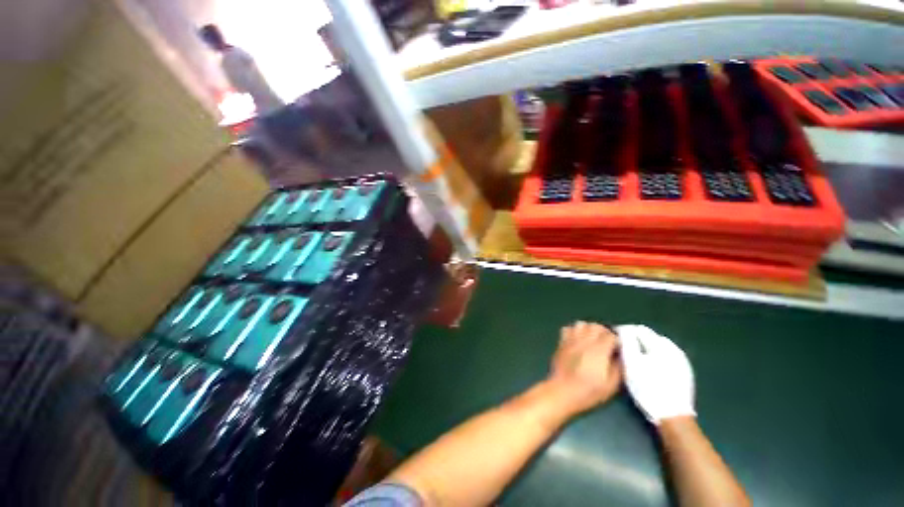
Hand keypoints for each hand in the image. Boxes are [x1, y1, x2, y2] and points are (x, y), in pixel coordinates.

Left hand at [546, 321, 622, 415]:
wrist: (562, 391)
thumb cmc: (588, 391)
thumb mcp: (611, 385)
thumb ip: (618, 367)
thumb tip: (621, 356)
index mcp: (598, 350)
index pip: (610, 335)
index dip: (617, 340)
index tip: (619, 348)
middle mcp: (584, 341)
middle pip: (596, 326)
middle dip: (604, 332)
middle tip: (607, 343)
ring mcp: (571, 340)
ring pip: (581, 324)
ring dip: (589, 329)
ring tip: (593, 340)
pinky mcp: (562, 342)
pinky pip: (568, 328)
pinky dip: (574, 331)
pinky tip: (578, 340)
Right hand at [616, 325, 694, 423]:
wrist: (673, 416)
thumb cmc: (648, 388)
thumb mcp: (631, 363)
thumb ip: (626, 341)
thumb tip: (622, 329)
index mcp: (662, 344)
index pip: (638, 329)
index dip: (624, 332)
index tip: (614, 340)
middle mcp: (675, 349)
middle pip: (649, 337)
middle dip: (635, 341)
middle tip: (622, 351)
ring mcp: (682, 362)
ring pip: (657, 348)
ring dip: (645, 350)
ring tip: (634, 361)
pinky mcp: (684, 373)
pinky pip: (665, 358)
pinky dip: (655, 359)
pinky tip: (649, 370)